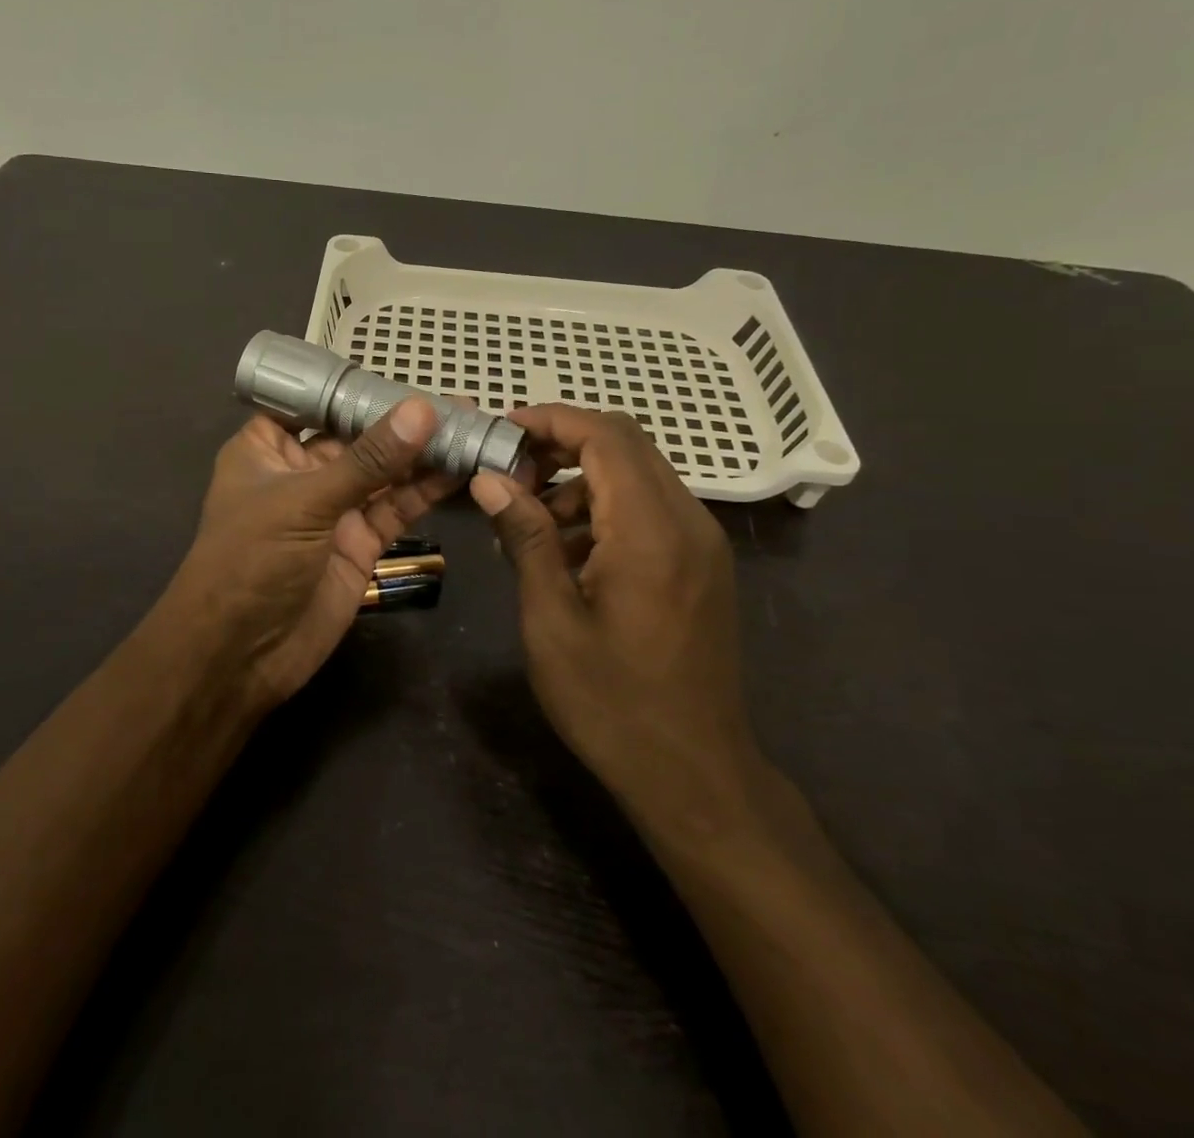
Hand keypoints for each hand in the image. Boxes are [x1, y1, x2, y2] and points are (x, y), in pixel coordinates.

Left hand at [161, 399, 455, 707]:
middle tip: (458, 405)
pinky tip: (461, 468)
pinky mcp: (360, 543)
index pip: (315, 404)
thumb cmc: (252, 560)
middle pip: (358, 437)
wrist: (241, 655)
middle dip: (403, 421)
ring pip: (384, 473)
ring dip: (423, 454)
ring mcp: (333, 509)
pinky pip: (396, 508)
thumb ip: (369, 460)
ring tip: (472, 429)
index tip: (405, 374)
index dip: (356, 389)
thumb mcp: (306, 501)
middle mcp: (302, 472)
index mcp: (267, 448)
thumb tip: (422, 409)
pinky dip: (426, 491)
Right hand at [469, 405, 767, 842]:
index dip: (550, 420)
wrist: (694, 773)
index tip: (500, 432)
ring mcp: (703, 542)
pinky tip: (569, 550)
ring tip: (531, 519)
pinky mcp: (703, 564)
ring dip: (583, 478)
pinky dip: (607, 506)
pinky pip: (652, 507)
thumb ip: (526, 536)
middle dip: (563, 442)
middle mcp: (688, 521)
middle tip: (509, 470)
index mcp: (650, 531)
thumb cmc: (611, 701)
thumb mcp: (552, 619)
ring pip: (639, 473)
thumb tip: (491, 478)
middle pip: (626, 443)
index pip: (605, 436)